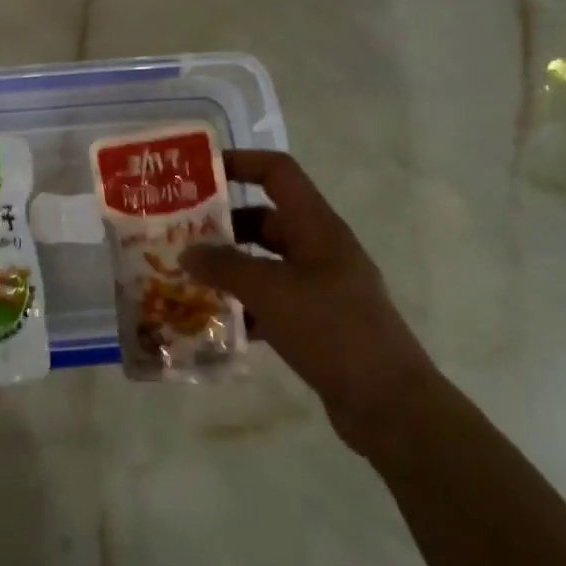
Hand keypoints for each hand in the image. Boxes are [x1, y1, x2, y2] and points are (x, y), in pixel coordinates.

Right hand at [183, 151, 442, 454]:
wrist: (388, 403)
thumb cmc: (332, 330)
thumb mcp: (271, 291)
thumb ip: (225, 267)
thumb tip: (187, 252)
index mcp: (317, 227)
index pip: (278, 173)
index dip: (240, 162)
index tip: (198, 173)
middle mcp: (319, 249)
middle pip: (264, 219)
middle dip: (222, 226)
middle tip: (177, 236)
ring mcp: (320, 287)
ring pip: (264, 263)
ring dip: (228, 269)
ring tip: (185, 278)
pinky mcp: (316, 322)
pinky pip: (270, 301)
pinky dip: (243, 307)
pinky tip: (213, 323)